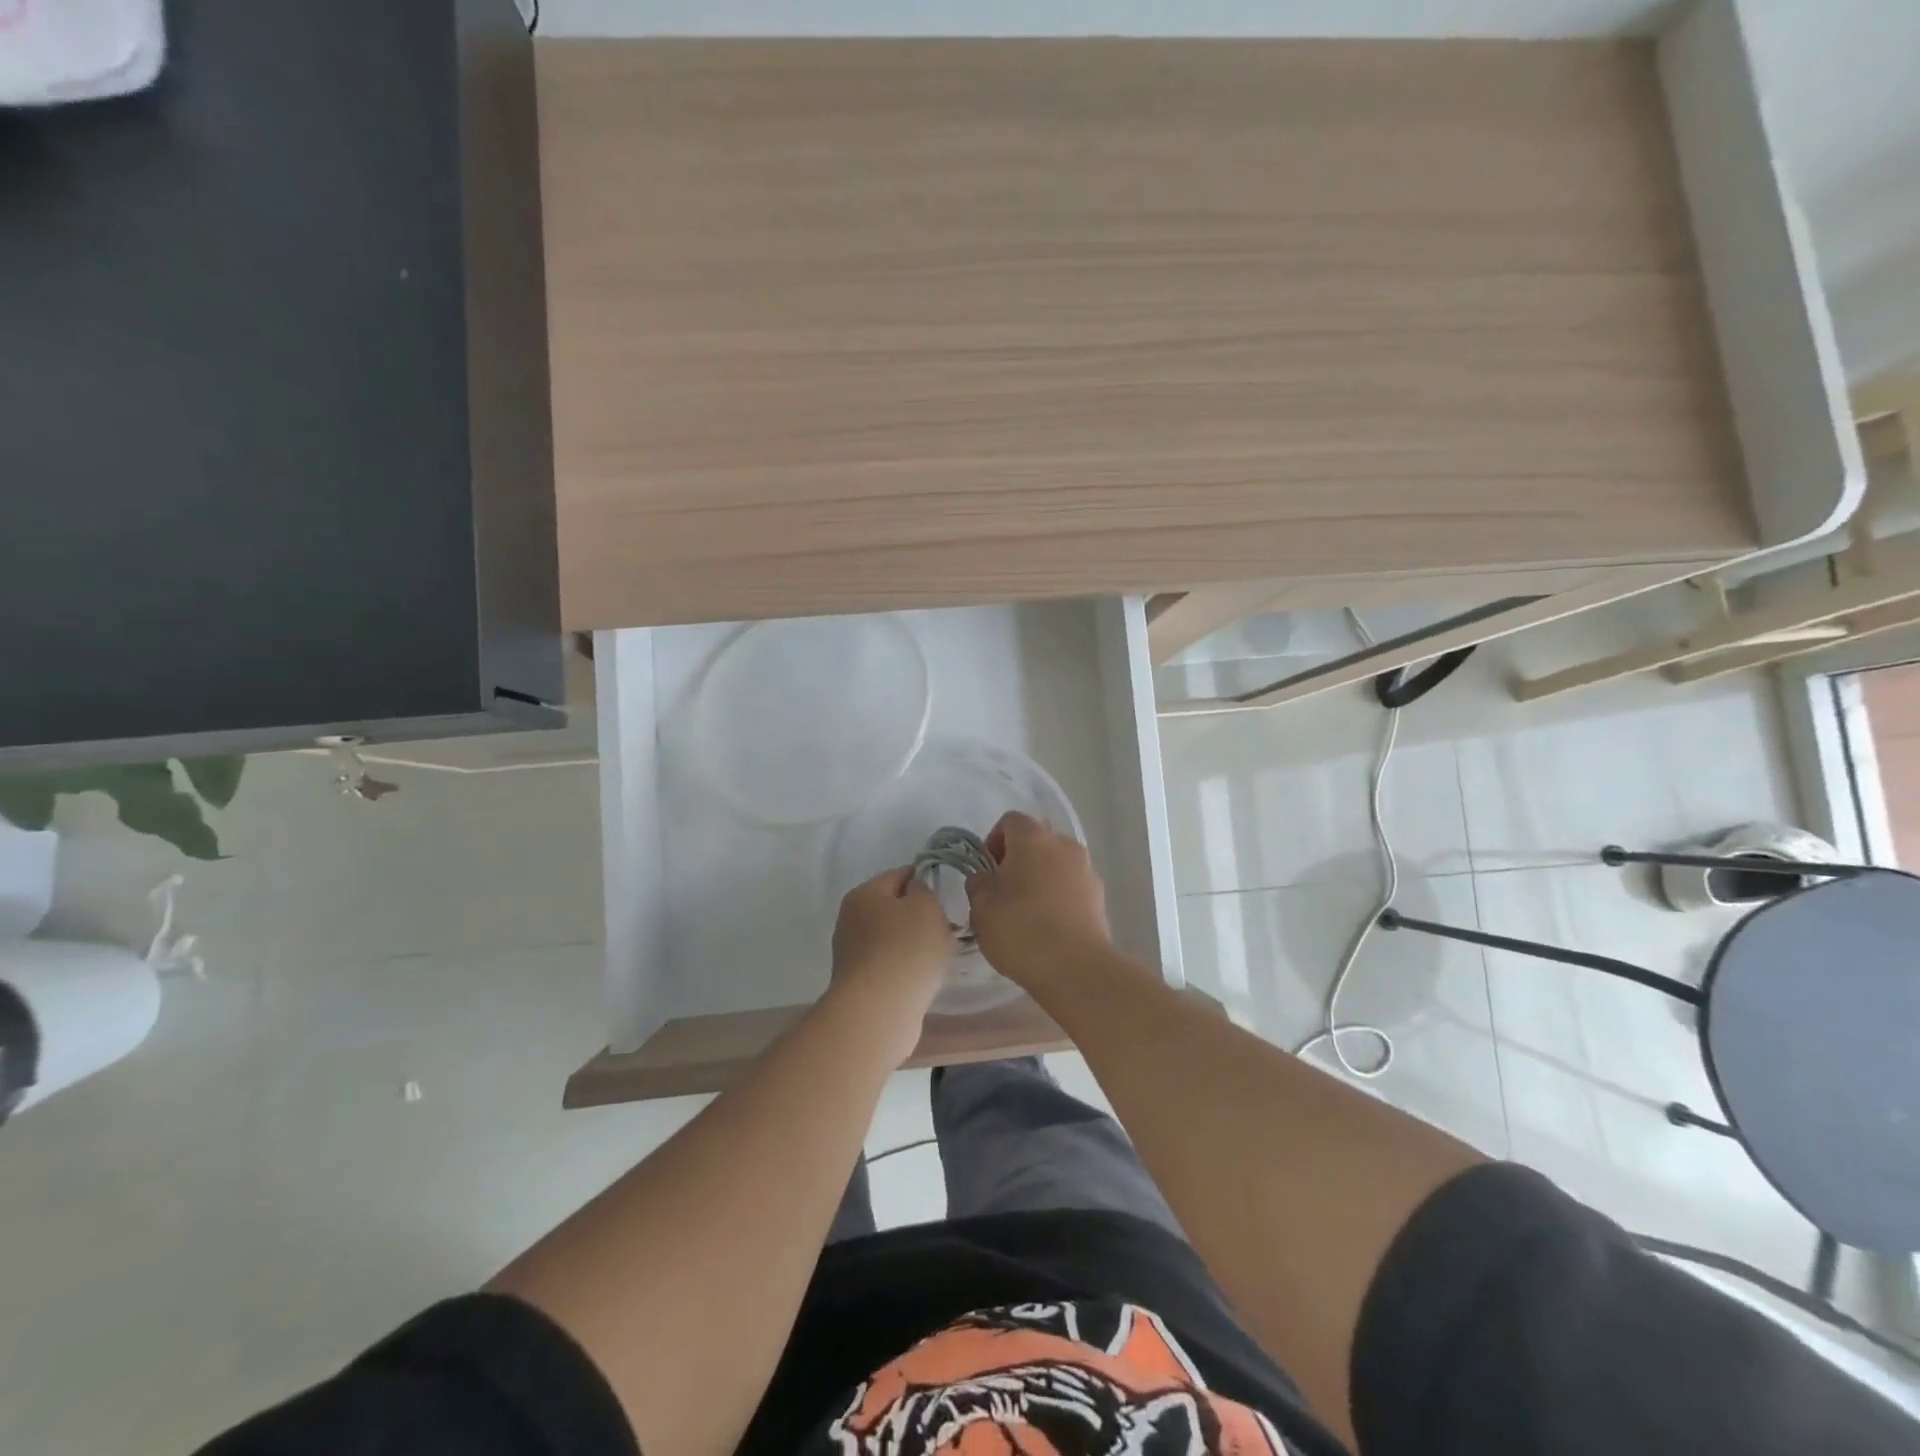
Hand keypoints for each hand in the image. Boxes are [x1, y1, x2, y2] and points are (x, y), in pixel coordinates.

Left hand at [829, 867, 955, 1058]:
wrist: (878, 1012)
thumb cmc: (906, 950)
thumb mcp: (926, 906)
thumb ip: (925, 891)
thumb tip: (915, 896)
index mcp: (864, 893)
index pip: (900, 874)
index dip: (926, 882)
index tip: (947, 898)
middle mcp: (851, 919)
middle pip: (894, 908)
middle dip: (920, 917)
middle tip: (945, 930)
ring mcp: (852, 953)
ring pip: (893, 938)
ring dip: (914, 945)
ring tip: (936, 959)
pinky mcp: (859, 983)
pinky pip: (890, 965)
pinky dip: (906, 968)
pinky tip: (922, 979)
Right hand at [965, 811, 1109, 987]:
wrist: (1075, 968)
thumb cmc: (1021, 930)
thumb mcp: (982, 908)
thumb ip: (978, 885)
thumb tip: (984, 878)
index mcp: (1033, 839)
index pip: (1010, 821)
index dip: (994, 841)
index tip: (987, 871)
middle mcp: (1064, 845)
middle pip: (1037, 840)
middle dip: (1019, 860)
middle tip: (1003, 892)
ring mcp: (1087, 871)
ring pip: (1057, 864)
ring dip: (1041, 878)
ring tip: (1027, 913)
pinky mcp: (1100, 897)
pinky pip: (1072, 886)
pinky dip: (1059, 897)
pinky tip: (1048, 927)